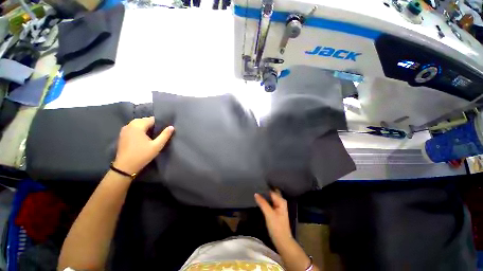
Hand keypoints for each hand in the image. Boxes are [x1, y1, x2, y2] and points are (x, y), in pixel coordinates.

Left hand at [113, 117, 173, 175]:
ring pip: (138, 124)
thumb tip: (171, 127)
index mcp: (137, 126)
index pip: (151, 119)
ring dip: (146, 127)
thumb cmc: (142, 155)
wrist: (125, 167)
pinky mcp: (122, 135)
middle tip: (159, 133)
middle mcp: (129, 125)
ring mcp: (124, 130)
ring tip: (153, 135)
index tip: (164, 129)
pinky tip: (144, 137)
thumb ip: (165, 135)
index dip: (159, 123)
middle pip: (144, 120)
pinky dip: (140, 130)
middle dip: (152, 125)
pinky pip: (133, 128)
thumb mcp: (157, 146)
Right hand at [255, 191, 292, 245]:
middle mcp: (281, 202)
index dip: (264, 189)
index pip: (271, 191)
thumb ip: (263, 203)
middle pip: (271, 193)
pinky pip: (270, 202)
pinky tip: (259, 201)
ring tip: (255, 192)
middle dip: (264, 191)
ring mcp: (278, 207)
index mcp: (281, 201)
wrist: (282, 241)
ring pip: (270, 198)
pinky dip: (265, 201)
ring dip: (264, 196)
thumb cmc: (277, 227)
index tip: (256, 186)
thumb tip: (256, 193)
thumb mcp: (269, 214)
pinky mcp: (276, 211)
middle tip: (255, 188)